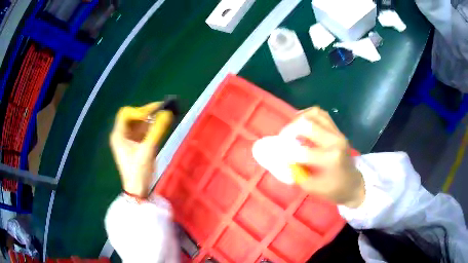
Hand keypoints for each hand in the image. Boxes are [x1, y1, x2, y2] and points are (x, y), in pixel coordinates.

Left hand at [110, 102, 172, 197]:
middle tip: (163, 109)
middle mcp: (121, 135)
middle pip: (133, 117)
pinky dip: (151, 127)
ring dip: (150, 119)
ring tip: (164, 116)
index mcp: (118, 135)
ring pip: (139, 124)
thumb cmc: (138, 171)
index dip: (139, 111)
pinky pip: (143, 131)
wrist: (138, 189)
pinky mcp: (135, 145)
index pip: (126, 114)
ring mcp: (128, 140)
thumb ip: (157, 130)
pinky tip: (161, 125)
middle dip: (147, 113)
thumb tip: (168, 113)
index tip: (154, 112)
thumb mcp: (148, 150)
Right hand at [285, 107, 364, 207]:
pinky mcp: (337, 130)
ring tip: (291, 130)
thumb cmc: (333, 189)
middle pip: (308, 124)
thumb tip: (283, 158)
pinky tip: (301, 124)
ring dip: (299, 119)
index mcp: (331, 158)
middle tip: (282, 139)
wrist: (353, 183)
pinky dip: (308, 115)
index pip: (303, 151)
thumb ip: (296, 172)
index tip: (277, 154)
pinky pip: (321, 114)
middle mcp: (335, 141)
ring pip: (314, 114)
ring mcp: (337, 133)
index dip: (286, 152)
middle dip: (290, 130)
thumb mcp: (312, 187)